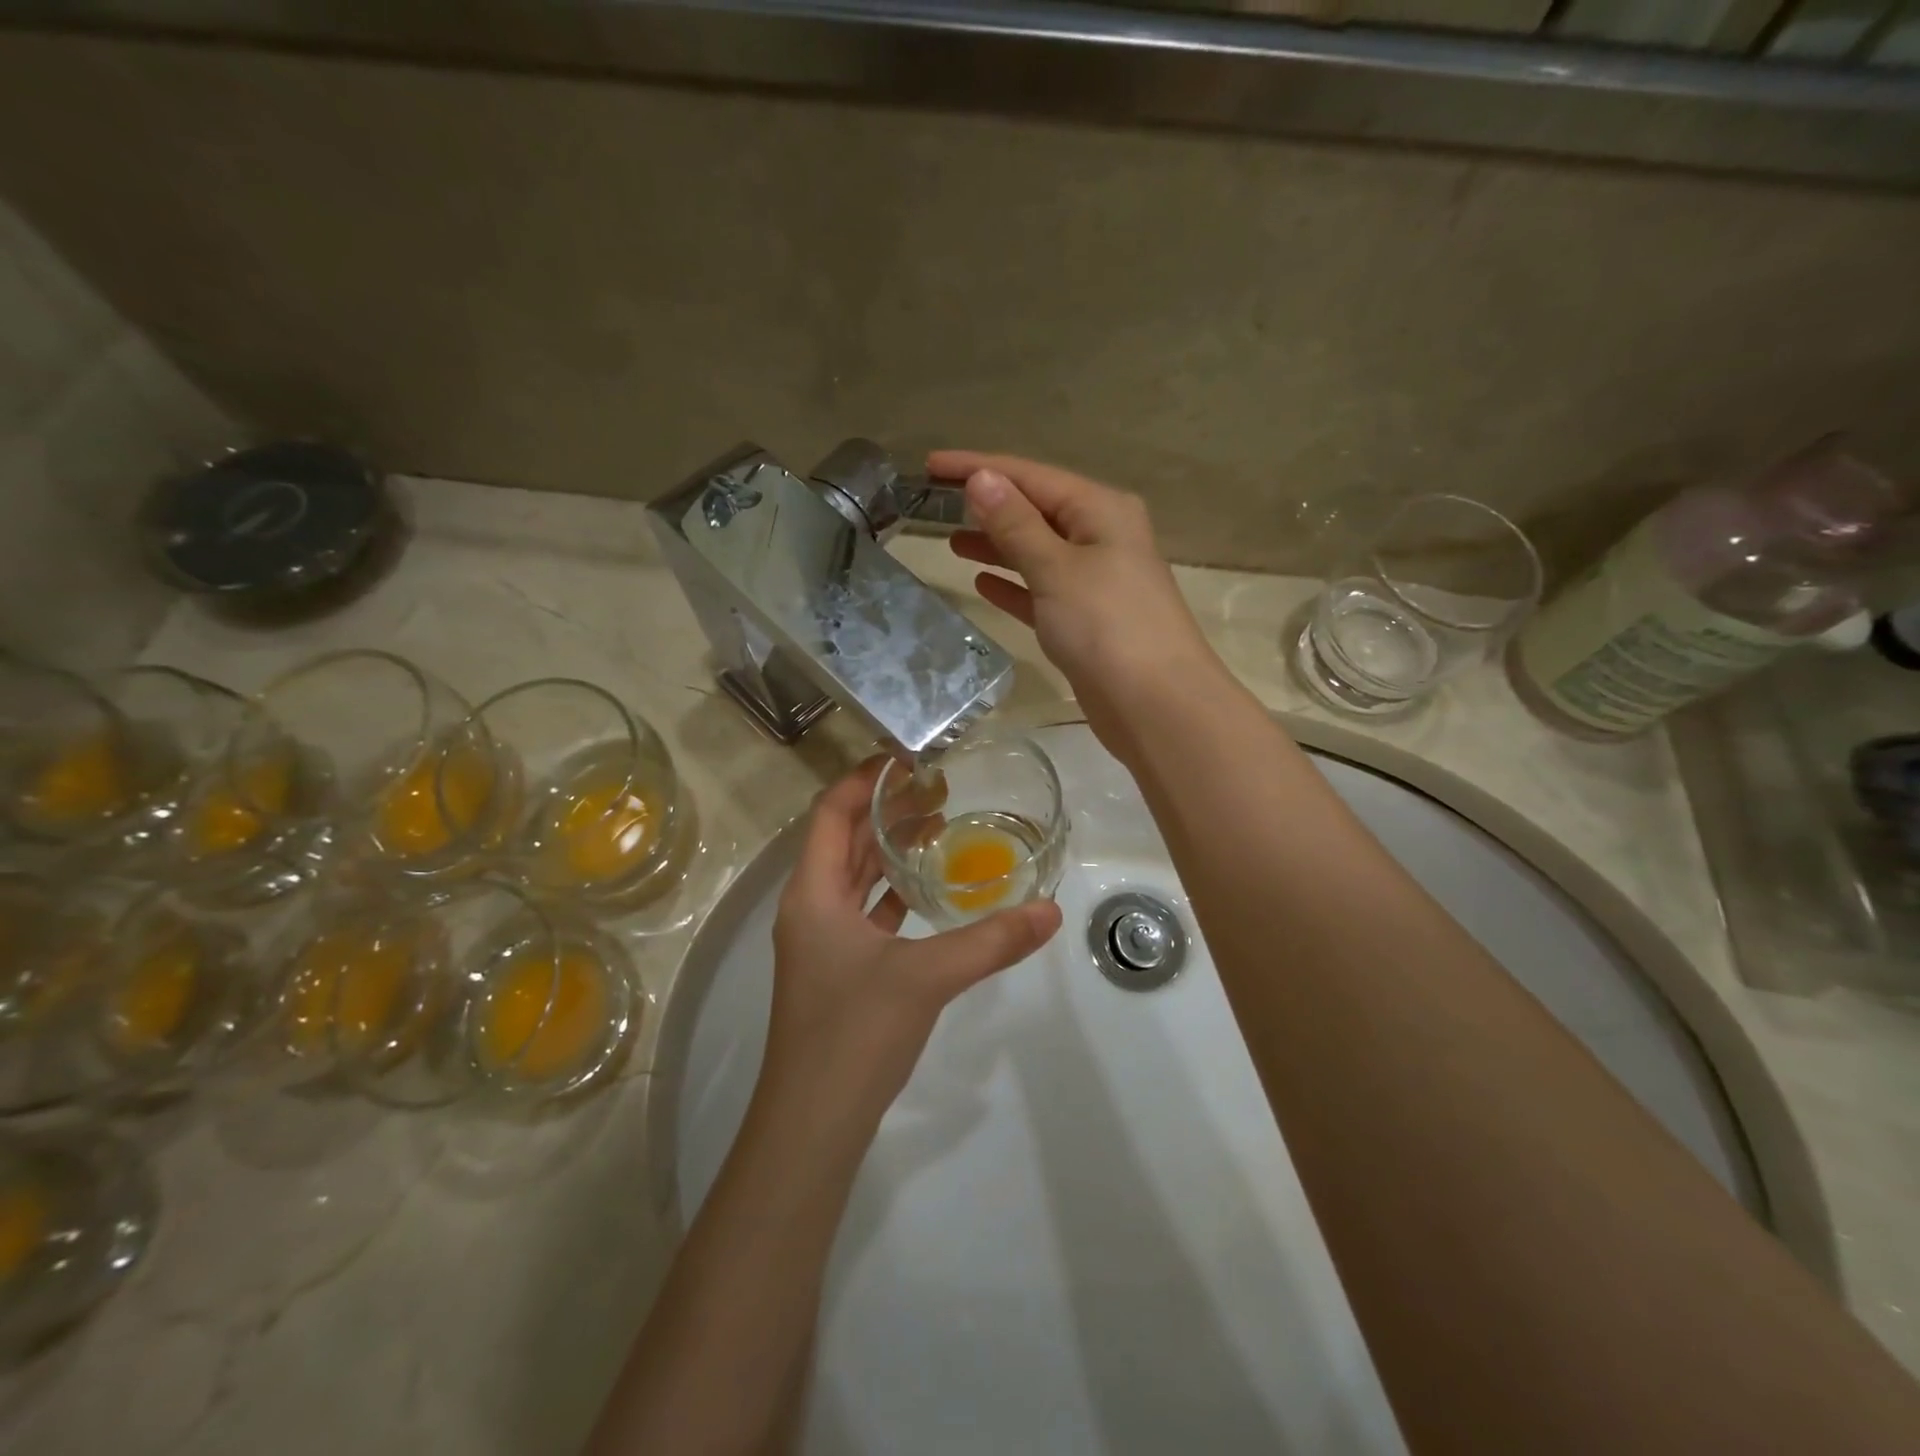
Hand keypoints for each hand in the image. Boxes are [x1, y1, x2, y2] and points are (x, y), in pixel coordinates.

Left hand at [759, 760, 1062, 1137]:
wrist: (813, 1123)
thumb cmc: (854, 1034)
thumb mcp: (926, 977)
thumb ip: (990, 941)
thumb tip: (1050, 910)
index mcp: (812, 894)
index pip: (831, 814)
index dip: (864, 780)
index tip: (909, 760)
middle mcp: (810, 908)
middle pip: (844, 841)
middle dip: (886, 811)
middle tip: (938, 789)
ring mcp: (820, 942)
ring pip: (854, 878)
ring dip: (889, 850)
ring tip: (939, 827)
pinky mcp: (837, 970)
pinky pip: (864, 912)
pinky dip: (892, 894)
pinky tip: (927, 892)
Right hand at [930, 451, 1227, 759]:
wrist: (1155, 705)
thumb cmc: (1107, 626)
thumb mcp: (1057, 568)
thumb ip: (1016, 525)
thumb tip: (982, 479)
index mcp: (1100, 510)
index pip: (1030, 476)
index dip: (979, 468)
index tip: (930, 466)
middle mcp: (1101, 537)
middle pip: (1035, 510)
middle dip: (987, 506)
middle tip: (933, 506)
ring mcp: (1096, 581)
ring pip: (1037, 552)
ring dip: (997, 545)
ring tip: (951, 541)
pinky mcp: (1087, 621)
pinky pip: (1042, 591)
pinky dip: (1014, 585)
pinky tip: (982, 584)